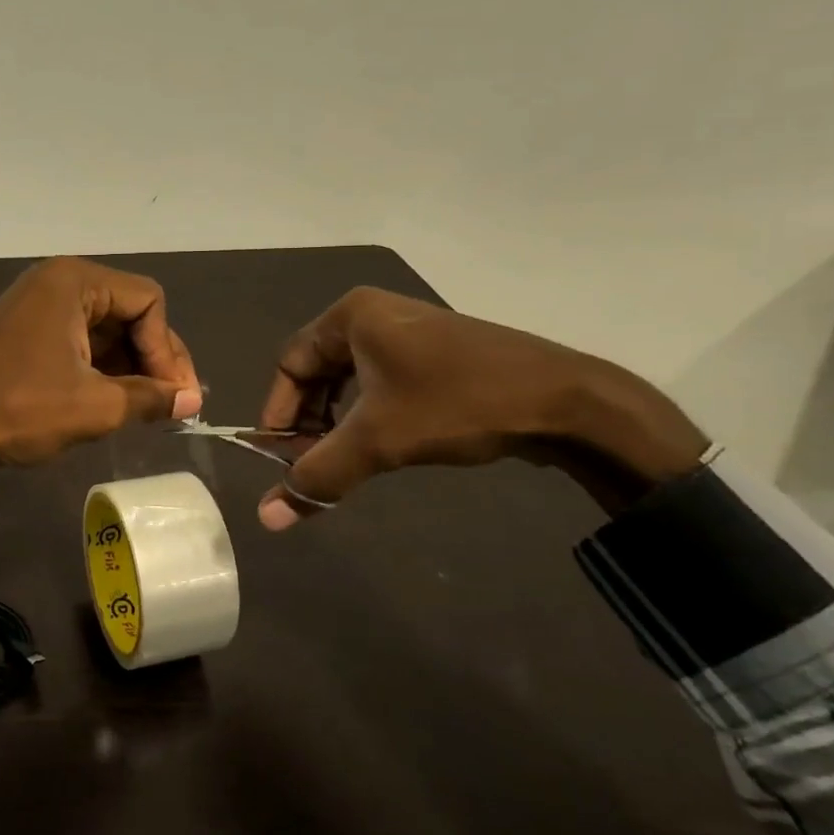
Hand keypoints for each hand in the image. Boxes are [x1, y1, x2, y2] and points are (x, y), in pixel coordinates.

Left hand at [0, 258, 202, 509]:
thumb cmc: (20, 409)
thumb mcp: (95, 406)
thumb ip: (151, 398)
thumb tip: (193, 401)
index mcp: (75, 281)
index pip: (148, 302)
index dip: (168, 350)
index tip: (176, 397)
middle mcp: (57, 281)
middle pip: (128, 311)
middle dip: (151, 359)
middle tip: (169, 406)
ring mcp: (37, 305)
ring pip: (105, 329)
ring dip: (128, 367)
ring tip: (142, 410)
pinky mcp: (25, 330)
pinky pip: (78, 340)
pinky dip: (99, 368)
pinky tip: (110, 401)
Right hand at [256, 288, 708, 528]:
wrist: (567, 400)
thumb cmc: (458, 404)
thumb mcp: (378, 441)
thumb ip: (317, 476)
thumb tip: (266, 520)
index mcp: (351, 315)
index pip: (289, 364)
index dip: (277, 413)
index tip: (277, 458)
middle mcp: (374, 315)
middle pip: (316, 372)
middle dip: (309, 421)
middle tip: (309, 464)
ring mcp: (408, 332)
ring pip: (349, 380)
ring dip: (338, 422)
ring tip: (343, 459)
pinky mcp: (435, 354)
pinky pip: (380, 382)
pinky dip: (368, 415)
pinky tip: (380, 444)